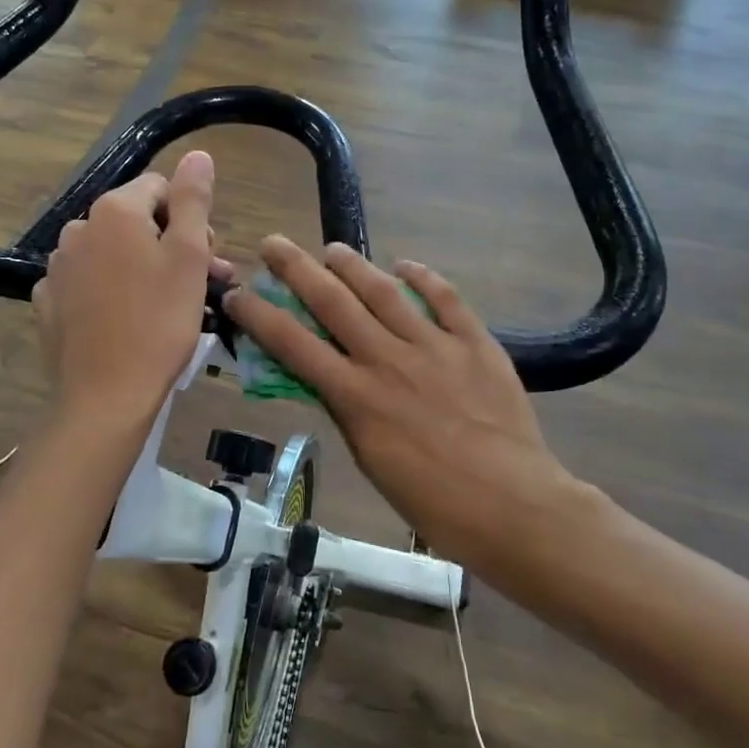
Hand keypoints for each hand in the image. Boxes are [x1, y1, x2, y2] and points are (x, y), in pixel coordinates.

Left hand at [33, 151, 225, 421]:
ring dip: (143, 268)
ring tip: (167, 306)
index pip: (161, 188)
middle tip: (201, 284)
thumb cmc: (159, 323)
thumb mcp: (189, 257)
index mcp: (114, 211)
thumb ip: (193, 199)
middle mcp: (78, 228)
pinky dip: (110, 291)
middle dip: (171, 244)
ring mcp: (58, 267)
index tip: (206, 258)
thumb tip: (197, 154)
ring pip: (113, 253)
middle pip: (136, 220)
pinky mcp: (49, 302)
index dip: (190, 218)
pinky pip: (89, 282)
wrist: (105, 396)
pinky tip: (126, 321)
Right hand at [222, 237, 587, 557]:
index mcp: (357, 396)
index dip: (260, 315)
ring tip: (333, 249)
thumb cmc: (433, 501)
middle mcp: (388, 360)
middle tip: (274, 242)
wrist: (511, 505)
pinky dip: (423, 277)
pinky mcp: (475, 343)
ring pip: (385, 292)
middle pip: (333, 303)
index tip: (237, 293)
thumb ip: (346, 411)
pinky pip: (446, 298)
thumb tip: (326, 376)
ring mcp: (434, 346)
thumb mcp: (371, 460)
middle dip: (297, 268)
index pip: (294, 344)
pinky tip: (405, 266)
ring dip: (353, 266)